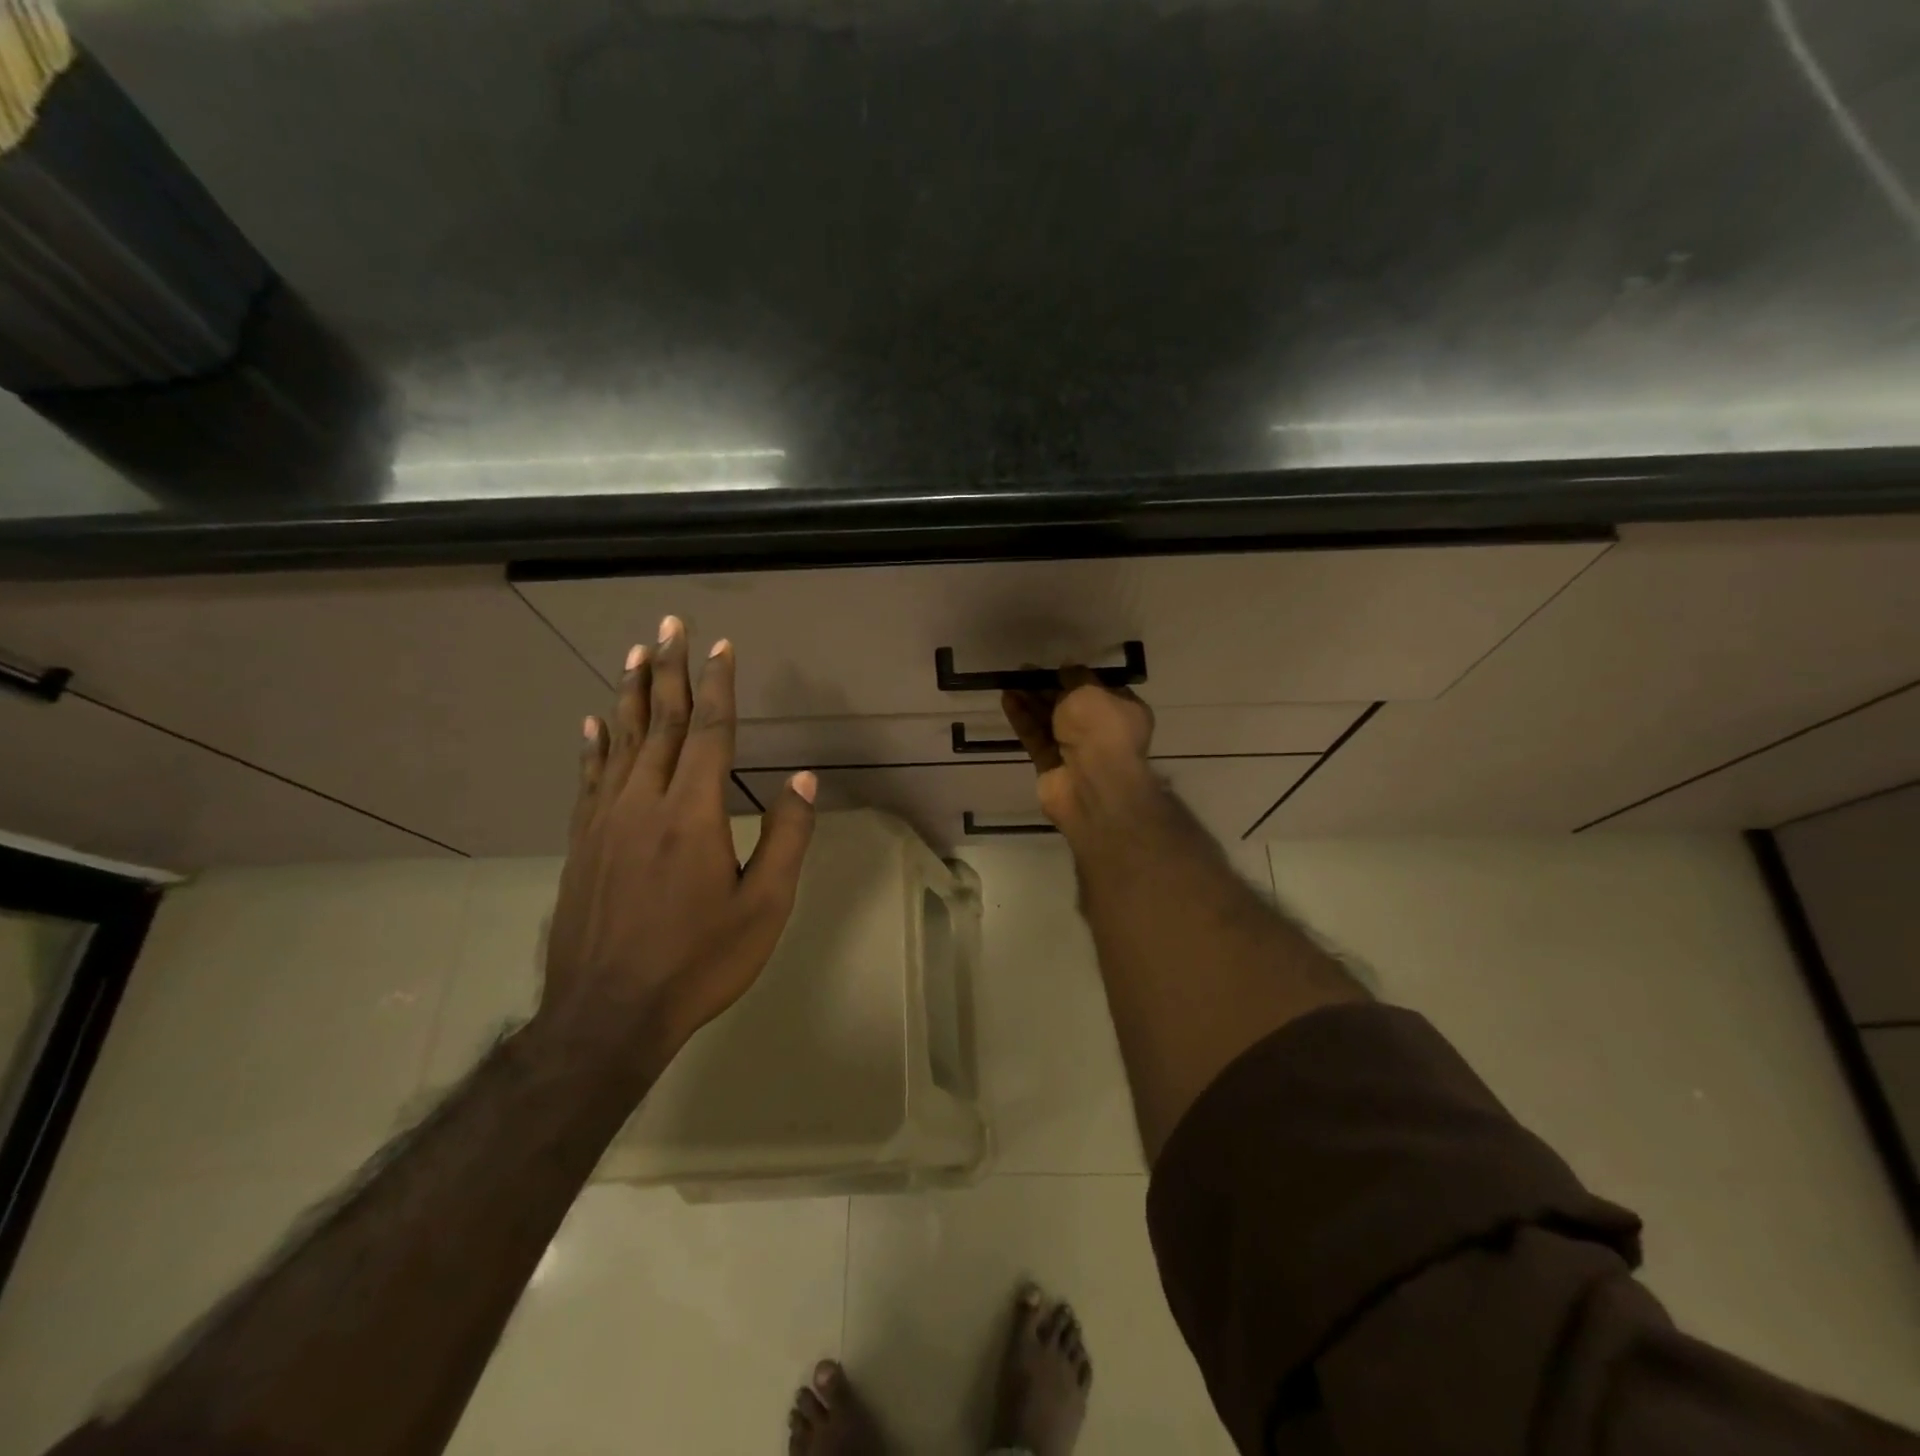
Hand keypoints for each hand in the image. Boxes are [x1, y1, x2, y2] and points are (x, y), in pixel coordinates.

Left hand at [534, 615, 816, 1081]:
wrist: (607, 1016)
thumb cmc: (698, 962)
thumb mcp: (764, 907)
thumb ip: (786, 839)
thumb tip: (802, 780)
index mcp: (693, 813)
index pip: (710, 732)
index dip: (719, 686)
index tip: (722, 647)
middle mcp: (644, 802)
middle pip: (662, 723)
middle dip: (670, 670)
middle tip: (670, 626)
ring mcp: (605, 821)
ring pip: (621, 741)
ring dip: (632, 694)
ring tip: (635, 655)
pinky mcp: (581, 843)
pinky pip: (589, 778)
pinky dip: (594, 744)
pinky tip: (594, 722)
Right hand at [1001, 669, 1158, 839]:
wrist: (1092, 784)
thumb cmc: (1101, 729)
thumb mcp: (1091, 690)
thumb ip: (1076, 676)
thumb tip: (1067, 667)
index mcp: (1123, 712)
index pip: (1100, 690)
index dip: (1077, 677)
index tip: (1056, 666)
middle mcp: (1102, 731)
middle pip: (1070, 705)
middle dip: (1048, 688)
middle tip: (1024, 672)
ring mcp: (1075, 751)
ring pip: (1049, 721)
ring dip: (1031, 701)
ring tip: (1009, 681)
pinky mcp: (1050, 766)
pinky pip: (1035, 737)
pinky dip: (1023, 719)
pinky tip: (1007, 699)